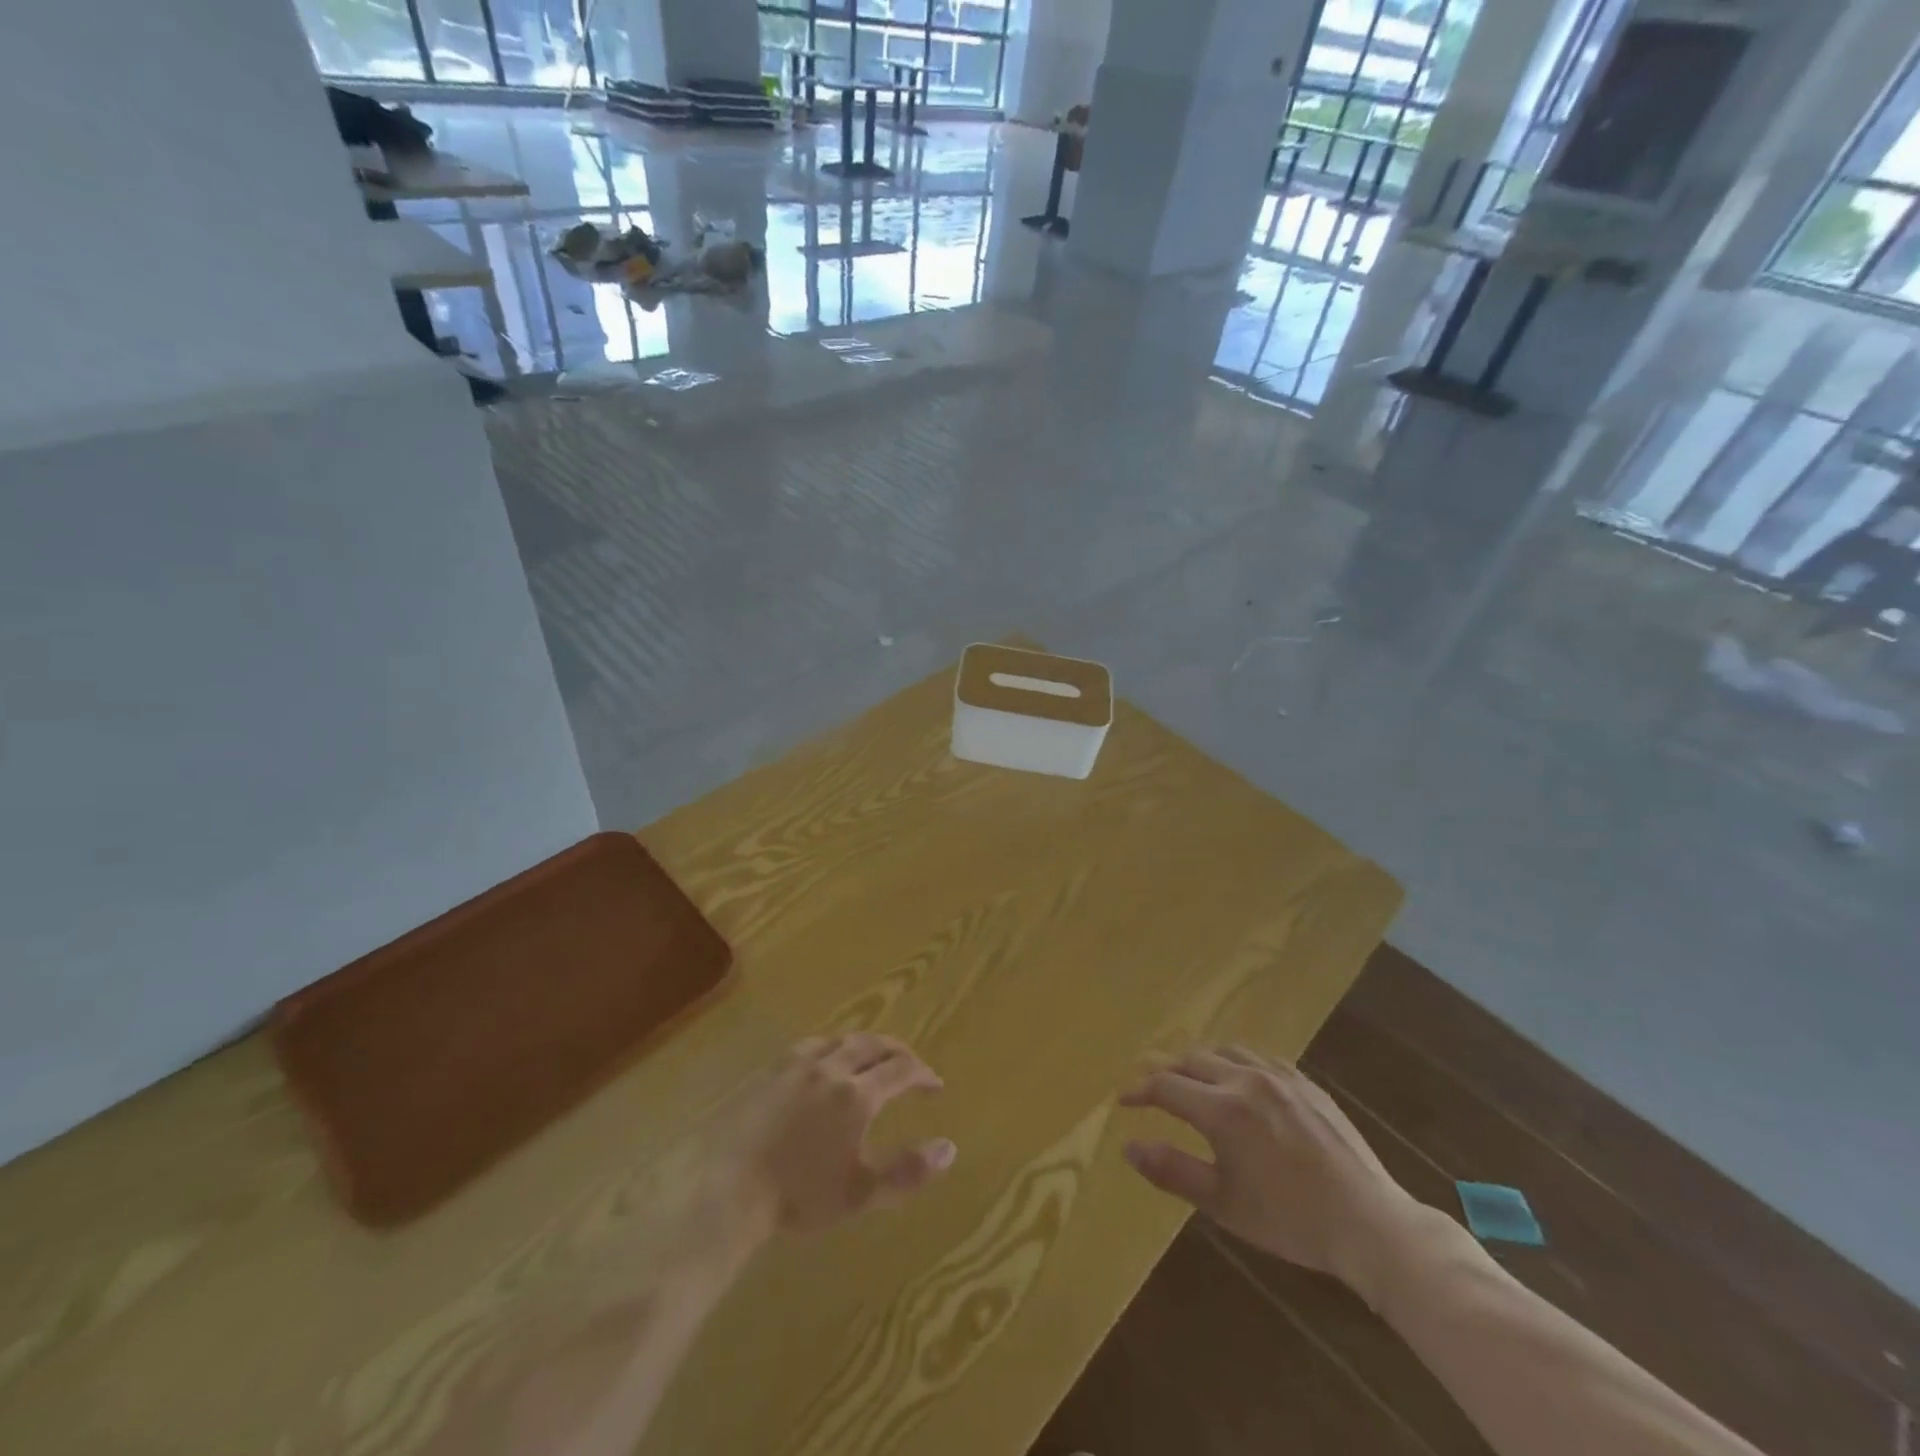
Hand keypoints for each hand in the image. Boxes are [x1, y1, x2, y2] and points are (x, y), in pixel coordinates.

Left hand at [722, 1035, 956, 1236]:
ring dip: (864, 1044)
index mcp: (856, 1094)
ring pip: (840, 1039)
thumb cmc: (799, 1195)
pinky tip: (824, 1059)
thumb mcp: (861, 1193)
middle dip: (897, 1051)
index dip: (922, 1074)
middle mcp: (831, 1068)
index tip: (935, 1085)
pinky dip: (831, 1046)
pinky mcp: (770, 1070)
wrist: (729, 1188)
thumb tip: (950, 1148)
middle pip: (872, 1045)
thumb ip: (908, 1171)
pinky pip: (810, 1045)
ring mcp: (797, 1065)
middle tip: (911, 1063)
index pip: (901, 1070)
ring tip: (872, 1055)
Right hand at [1120, 1047, 1421, 1304]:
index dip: (1139, 1091)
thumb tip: (1128, 1145)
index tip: (1123, 1099)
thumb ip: (1172, 1170)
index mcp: (1222, 1110)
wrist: (1368, 1223)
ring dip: (1200, 1062)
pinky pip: (1259, 1056)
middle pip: (1191, 1061)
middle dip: (1165, 1072)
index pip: (1166, 1086)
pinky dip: (1235, 1061)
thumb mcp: (1223, 1203)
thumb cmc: (1289, 1220)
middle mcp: (1245, 1080)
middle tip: (1152, 1089)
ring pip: (1224, 1051)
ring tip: (1191, 1080)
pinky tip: (1238, 1079)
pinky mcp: (1305, 1081)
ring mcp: (1278, 1076)